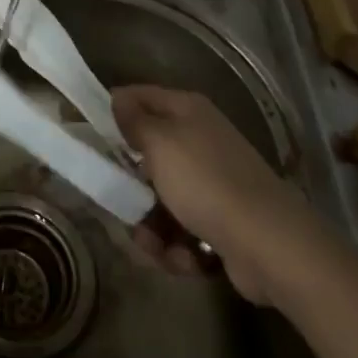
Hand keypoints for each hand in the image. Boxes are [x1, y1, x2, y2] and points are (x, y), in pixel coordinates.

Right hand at [112, 85, 311, 302]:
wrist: (270, 246)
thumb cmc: (206, 183)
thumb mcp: (160, 143)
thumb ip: (133, 120)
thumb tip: (118, 99)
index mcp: (187, 111)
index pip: (138, 97)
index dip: (111, 112)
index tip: (86, 135)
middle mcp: (199, 140)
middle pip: (146, 156)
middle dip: (131, 187)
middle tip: (119, 202)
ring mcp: (211, 183)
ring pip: (159, 200)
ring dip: (151, 227)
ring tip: (155, 246)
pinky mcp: (220, 222)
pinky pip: (181, 230)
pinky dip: (177, 248)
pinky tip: (183, 260)